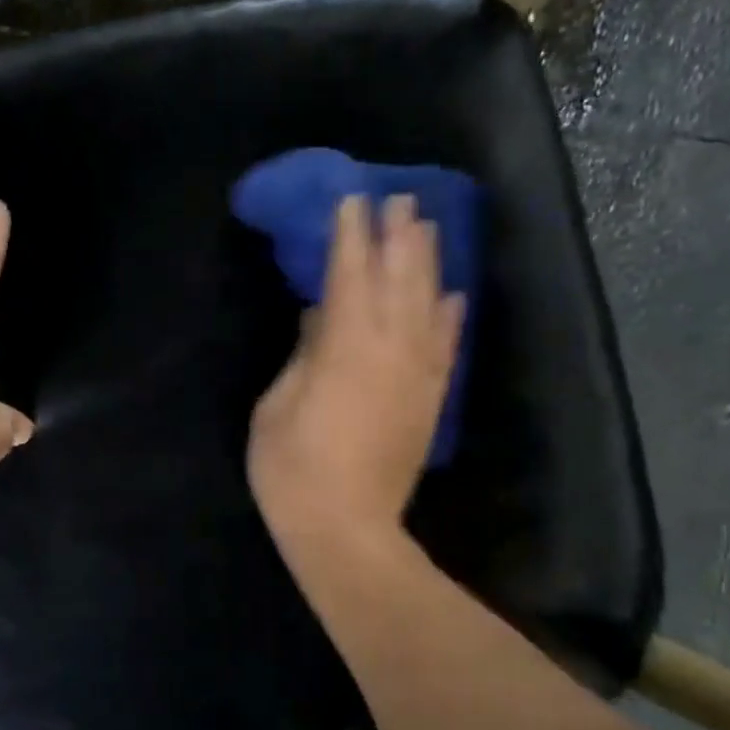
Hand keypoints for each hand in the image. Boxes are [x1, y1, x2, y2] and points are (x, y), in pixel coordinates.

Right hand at [248, 193, 464, 545]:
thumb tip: (320, 319)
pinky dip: (450, 317)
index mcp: (345, 347)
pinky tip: (453, 295)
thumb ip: (301, 357)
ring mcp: (417, 375)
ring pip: (429, 304)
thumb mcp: (275, 408)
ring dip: (428, 263)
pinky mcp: (430, 401)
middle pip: (399, 279)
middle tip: (398, 199)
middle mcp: (391, 350)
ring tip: (426, 228)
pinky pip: (447, 347)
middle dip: (398, 236)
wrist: (347, 531)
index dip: (350, 235)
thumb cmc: (293, 471)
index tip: (352, 200)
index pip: (350, 275)